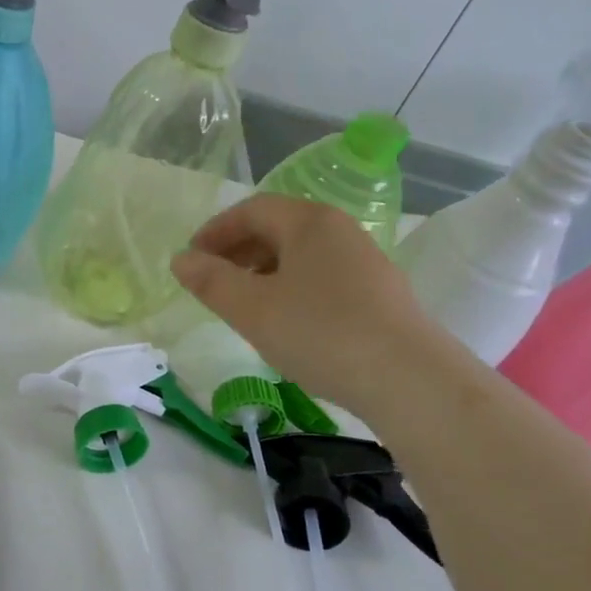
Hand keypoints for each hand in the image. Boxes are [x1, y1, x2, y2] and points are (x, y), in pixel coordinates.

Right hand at [171, 195, 432, 408]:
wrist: (410, 380)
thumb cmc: (321, 333)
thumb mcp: (252, 308)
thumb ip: (210, 281)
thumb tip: (181, 259)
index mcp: (309, 222)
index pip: (251, 209)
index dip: (215, 231)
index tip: (191, 258)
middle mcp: (340, 230)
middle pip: (278, 228)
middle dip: (238, 250)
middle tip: (211, 281)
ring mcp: (365, 261)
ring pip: (301, 255)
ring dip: (264, 270)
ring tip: (243, 304)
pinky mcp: (380, 293)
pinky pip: (322, 277)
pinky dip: (292, 288)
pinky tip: (286, 322)